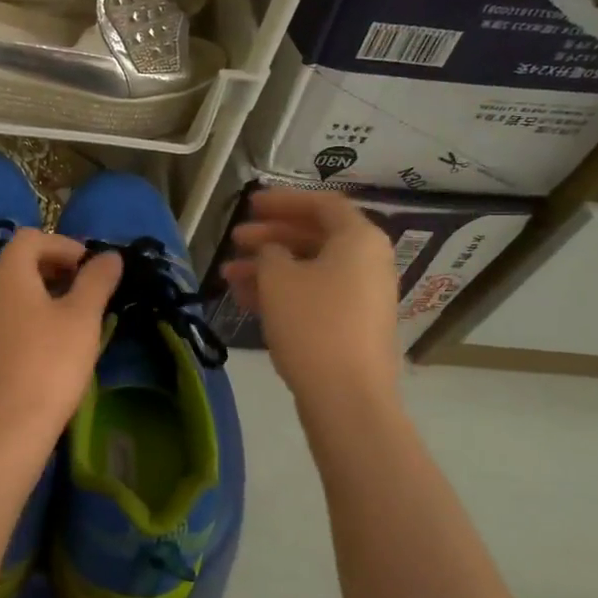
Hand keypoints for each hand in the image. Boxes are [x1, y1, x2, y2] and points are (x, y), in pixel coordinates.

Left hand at [0, 229, 122, 453]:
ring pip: (13, 293)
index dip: (64, 244)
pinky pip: (7, 318)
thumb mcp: (82, 318)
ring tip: (75, 320)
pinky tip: (52, 347)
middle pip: (19, 263)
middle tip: (87, 292)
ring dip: (45, 295)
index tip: (90, 269)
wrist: (4, 428)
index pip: (31, 238)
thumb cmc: (49, 363)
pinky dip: (31, 318)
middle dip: (56, 269)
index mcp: (8, 275)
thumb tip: (110, 256)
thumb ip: (97, 281)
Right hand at [220, 188, 401, 407]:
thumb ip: (270, 253)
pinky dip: (283, 291)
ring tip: (229, 274)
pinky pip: (315, 295)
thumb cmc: (313, 323)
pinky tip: (246, 299)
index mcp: (359, 239)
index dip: (283, 200)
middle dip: (271, 236)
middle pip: (315, 236)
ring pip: (310, 268)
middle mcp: (368, 262)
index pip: (322, 204)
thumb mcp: (279, 278)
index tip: (250, 204)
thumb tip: (273, 253)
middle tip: (236, 238)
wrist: (347, 396)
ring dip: (270, 267)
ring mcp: (363, 296)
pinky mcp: (352, 325)